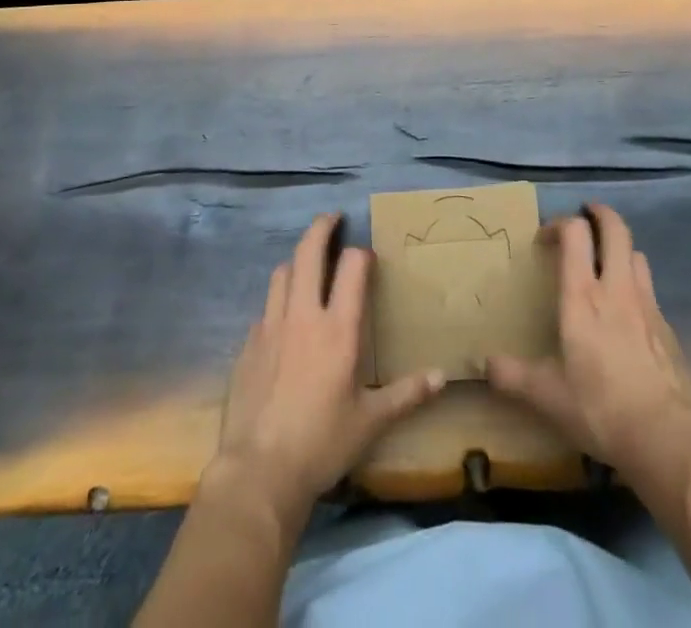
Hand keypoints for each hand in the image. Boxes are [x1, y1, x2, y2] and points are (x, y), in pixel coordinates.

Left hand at [208, 213, 444, 522]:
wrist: (259, 471)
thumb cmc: (322, 443)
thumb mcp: (371, 422)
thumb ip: (407, 394)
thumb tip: (442, 377)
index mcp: (338, 329)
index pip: (353, 267)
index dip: (362, 254)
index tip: (367, 258)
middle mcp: (303, 315)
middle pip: (308, 252)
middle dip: (322, 227)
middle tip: (333, 218)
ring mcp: (271, 326)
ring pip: (281, 272)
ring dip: (297, 260)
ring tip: (308, 264)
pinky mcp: (248, 344)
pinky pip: (265, 309)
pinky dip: (278, 302)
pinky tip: (284, 321)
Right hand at [487, 203, 690, 481]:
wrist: (666, 436)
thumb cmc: (599, 406)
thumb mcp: (547, 396)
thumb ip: (513, 376)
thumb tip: (484, 365)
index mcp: (583, 296)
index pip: (575, 233)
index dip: (560, 224)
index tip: (545, 238)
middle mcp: (616, 288)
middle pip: (616, 230)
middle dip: (601, 215)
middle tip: (587, 216)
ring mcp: (647, 306)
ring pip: (637, 255)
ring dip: (620, 249)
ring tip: (607, 262)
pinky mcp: (667, 328)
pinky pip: (650, 291)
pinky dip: (636, 287)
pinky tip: (628, 314)